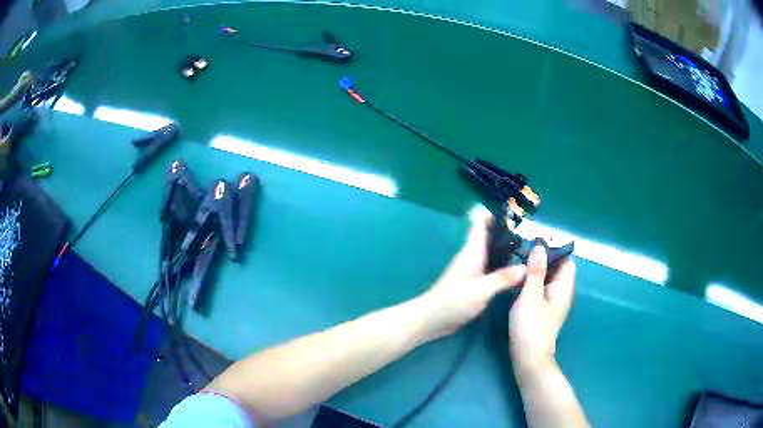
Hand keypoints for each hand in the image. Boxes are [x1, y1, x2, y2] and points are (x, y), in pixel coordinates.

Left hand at [420, 215, 526, 341]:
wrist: (430, 320)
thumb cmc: (452, 302)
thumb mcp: (480, 290)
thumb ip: (502, 278)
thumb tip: (527, 266)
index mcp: (472, 252)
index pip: (481, 223)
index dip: (497, 216)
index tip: (518, 216)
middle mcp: (472, 257)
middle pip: (491, 237)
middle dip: (509, 235)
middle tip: (533, 238)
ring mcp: (472, 271)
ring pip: (492, 254)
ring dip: (508, 252)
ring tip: (531, 253)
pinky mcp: (474, 284)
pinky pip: (492, 269)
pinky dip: (504, 267)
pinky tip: (518, 274)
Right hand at [509, 245, 575, 378]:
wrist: (529, 357)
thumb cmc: (531, 326)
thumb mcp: (531, 295)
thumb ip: (536, 271)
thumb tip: (540, 246)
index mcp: (564, 287)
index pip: (566, 260)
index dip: (554, 249)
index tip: (535, 243)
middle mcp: (562, 293)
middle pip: (558, 269)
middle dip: (543, 258)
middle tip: (522, 250)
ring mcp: (554, 303)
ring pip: (549, 279)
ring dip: (537, 270)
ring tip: (518, 262)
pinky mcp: (545, 311)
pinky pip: (543, 289)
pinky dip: (534, 282)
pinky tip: (519, 282)